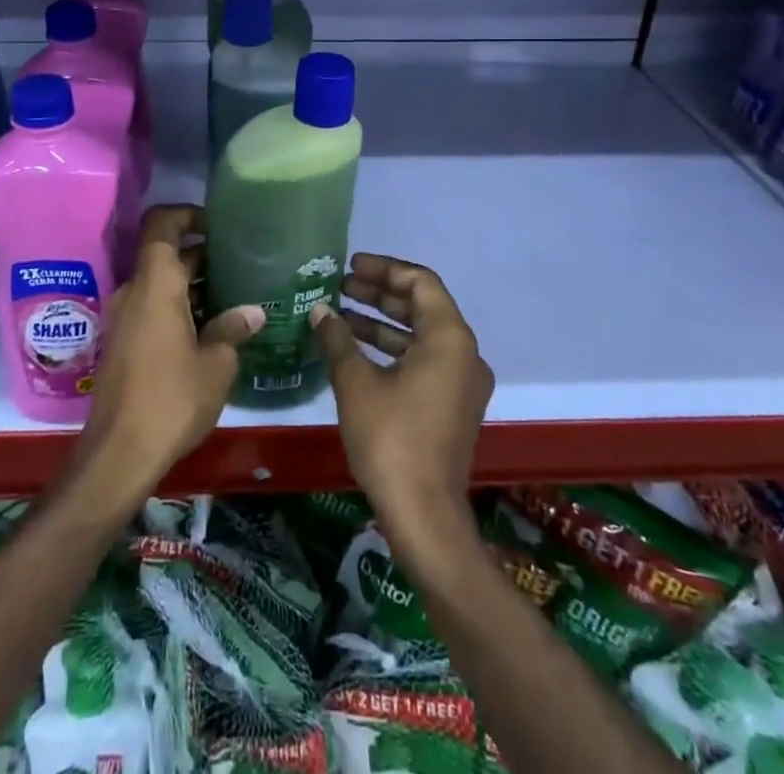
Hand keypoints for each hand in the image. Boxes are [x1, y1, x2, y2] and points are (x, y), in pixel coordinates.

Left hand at [71, 205, 262, 512]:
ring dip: (191, 283)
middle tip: (240, 262)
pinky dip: (178, 305)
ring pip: (160, 283)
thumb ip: (233, 329)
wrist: (118, 453)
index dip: (187, 213)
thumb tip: (254, 311)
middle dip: (200, 254)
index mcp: (155, 284)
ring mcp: (124, 317)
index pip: (162, 225)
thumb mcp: (216, 365)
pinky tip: (210, 327)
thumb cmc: (171, 399)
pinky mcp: (123, 341)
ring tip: (233, 294)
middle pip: (165, 254)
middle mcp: (134, 291)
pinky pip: (152, 306)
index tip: (218, 223)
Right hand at [311, 254, 493, 549]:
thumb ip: (337, 339)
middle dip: (379, 294)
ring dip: (382, 322)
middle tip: (340, 287)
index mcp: (449, 339)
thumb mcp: (356, 383)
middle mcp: (464, 354)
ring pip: (421, 335)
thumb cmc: (391, 439)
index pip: (420, 282)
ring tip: (339, 316)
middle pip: (422, 306)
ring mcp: (461, 383)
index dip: (384, 269)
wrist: (424, 516)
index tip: (350, 267)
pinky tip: (355, 352)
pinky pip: (424, 360)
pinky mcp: (452, 406)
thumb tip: (319, 310)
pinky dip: (392, 350)